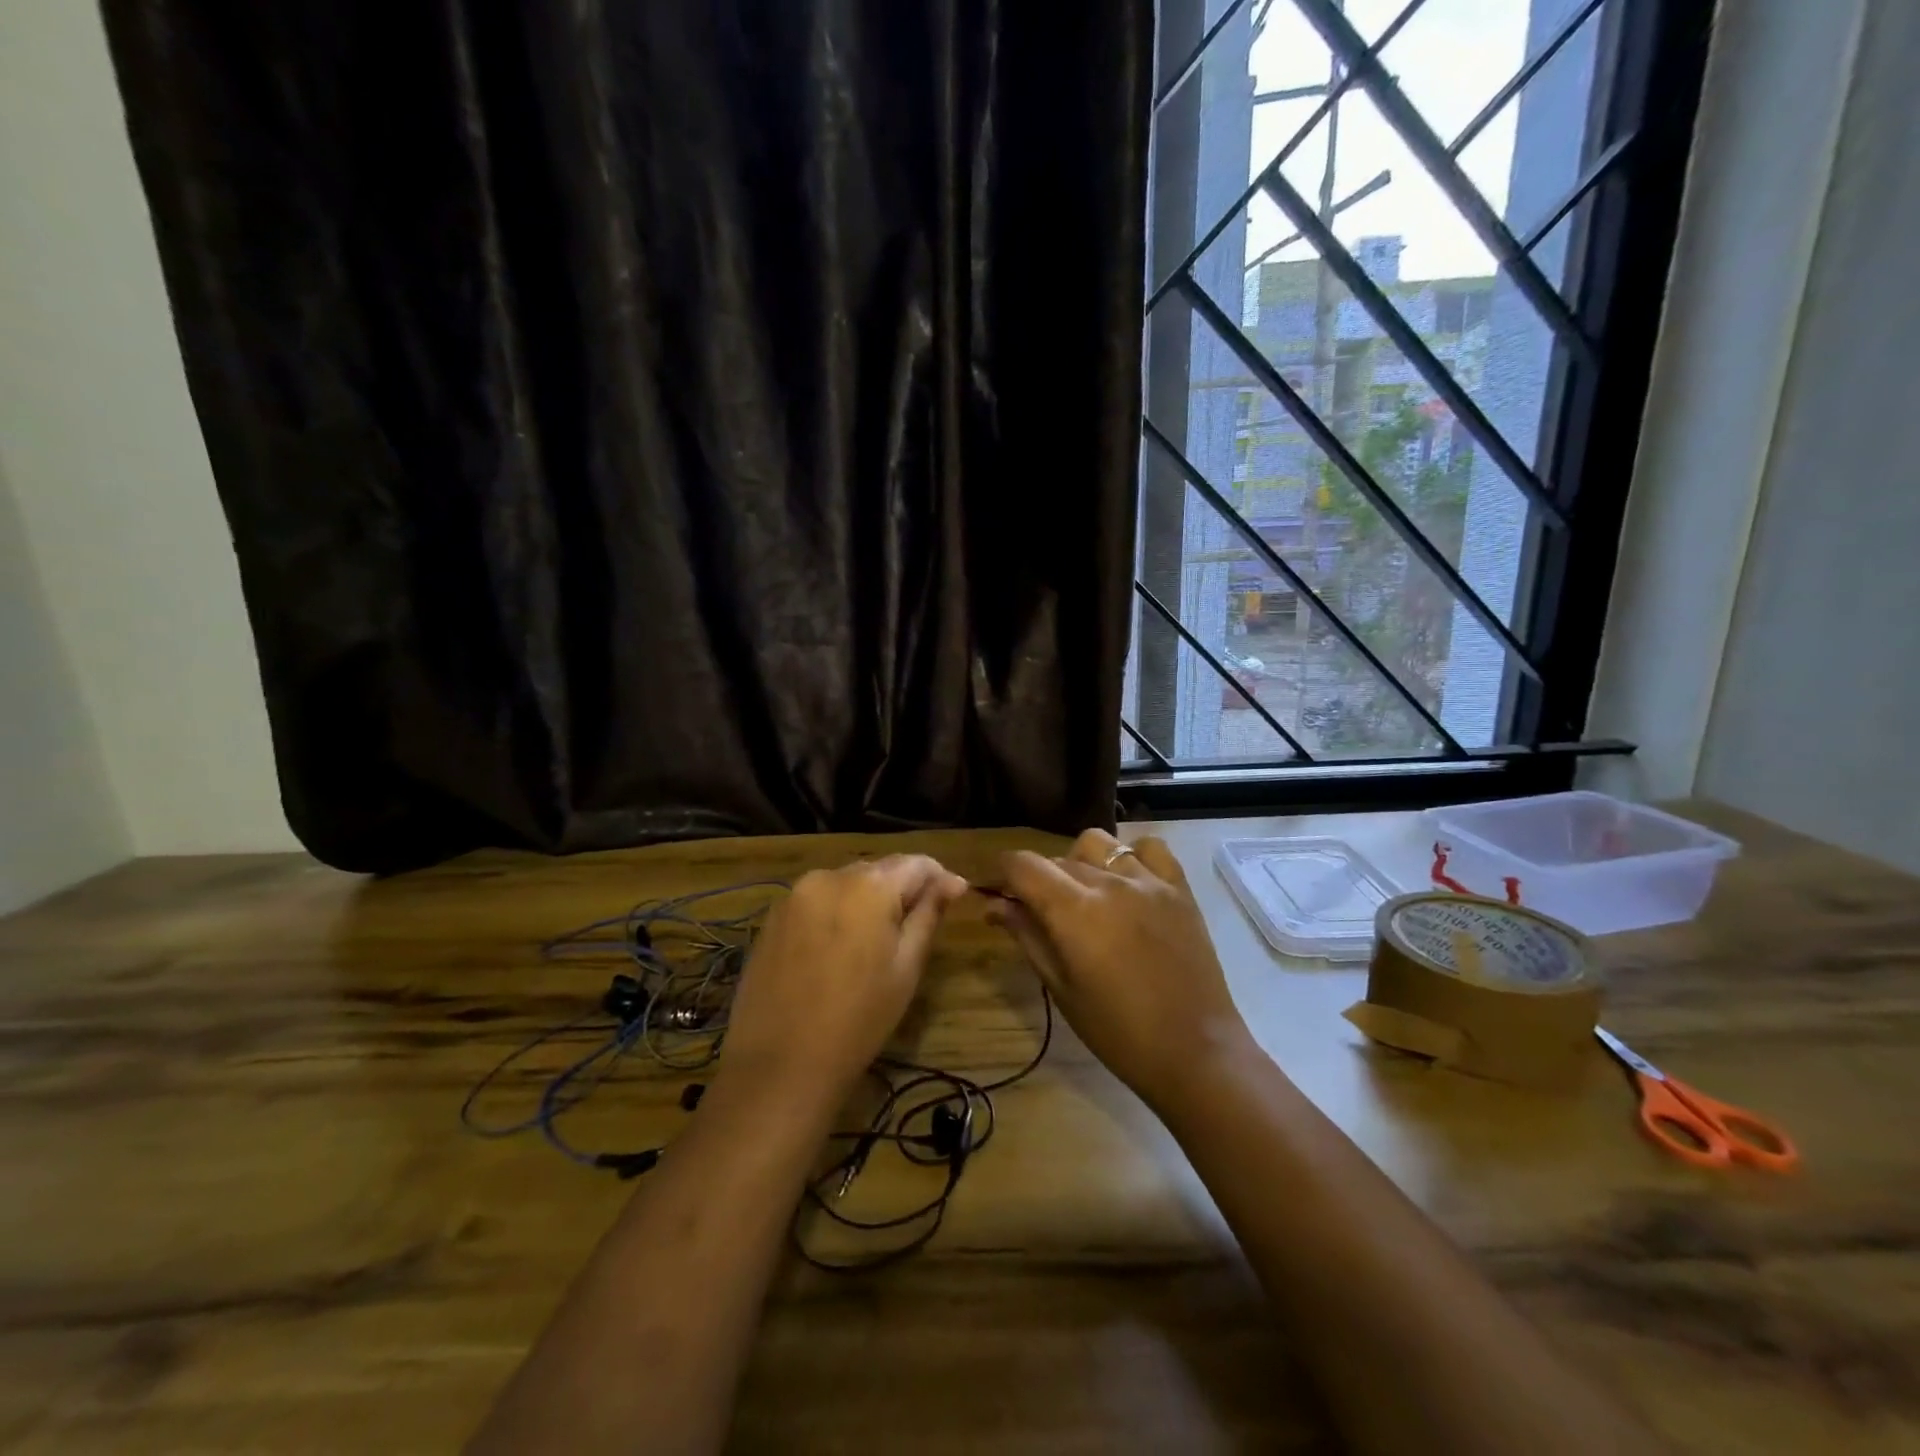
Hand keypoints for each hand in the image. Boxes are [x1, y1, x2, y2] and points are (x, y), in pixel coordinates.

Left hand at [717, 856, 967, 1122]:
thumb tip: (952, 883)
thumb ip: (928, 915)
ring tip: (879, 936)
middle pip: (879, 869)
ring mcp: (793, 895)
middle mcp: (828, 876)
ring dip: (868, 898)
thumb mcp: (906, 967)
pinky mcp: (772, 917)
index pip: (916, 863)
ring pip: (846, 883)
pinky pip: (817, 900)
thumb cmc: (858, 1018)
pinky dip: (837, 912)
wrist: (780, 1065)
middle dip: (903, 887)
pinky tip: (841, 947)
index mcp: (868, 885)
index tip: (956, 897)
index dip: (940, 877)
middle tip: (920, 921)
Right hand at [990, 829, 1252, 1111]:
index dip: (1000, 872)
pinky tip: (1128, 884)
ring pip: (1097, 844)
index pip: (1022, 865)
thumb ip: (1027, 936)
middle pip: (1056, 859)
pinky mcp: (1180, 888)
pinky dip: (1130, 856)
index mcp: (1074, 911)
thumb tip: (994, 905)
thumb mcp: (1061, 987)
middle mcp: (1109, 883)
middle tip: (1037, 912)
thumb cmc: (1118, 1032)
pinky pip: (1148, 848)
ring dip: (1079, 862)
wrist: (1195, 1051)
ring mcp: (1149, 881)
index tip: (995, 891)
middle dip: (1037, 879)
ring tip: (1085, 895)